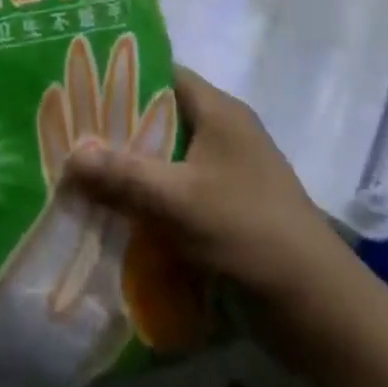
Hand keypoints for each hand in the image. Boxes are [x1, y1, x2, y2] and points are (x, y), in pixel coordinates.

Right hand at [63, 67, 371, 333]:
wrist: (321, 312)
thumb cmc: (250, 234)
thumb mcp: (179, 201)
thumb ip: (123, 175)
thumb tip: (70, 154)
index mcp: (219, 112)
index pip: (162, 73)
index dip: (120, 75)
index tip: (77, 84)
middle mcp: (223, 134)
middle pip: (159, 118)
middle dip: (116, 129)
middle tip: (67, 133)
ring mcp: (228, 175)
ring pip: (166, 160)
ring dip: (130, 170)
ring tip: (79, 174)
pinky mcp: (228, 212)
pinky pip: (177, 194)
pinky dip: (149, 201)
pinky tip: (113, 214)